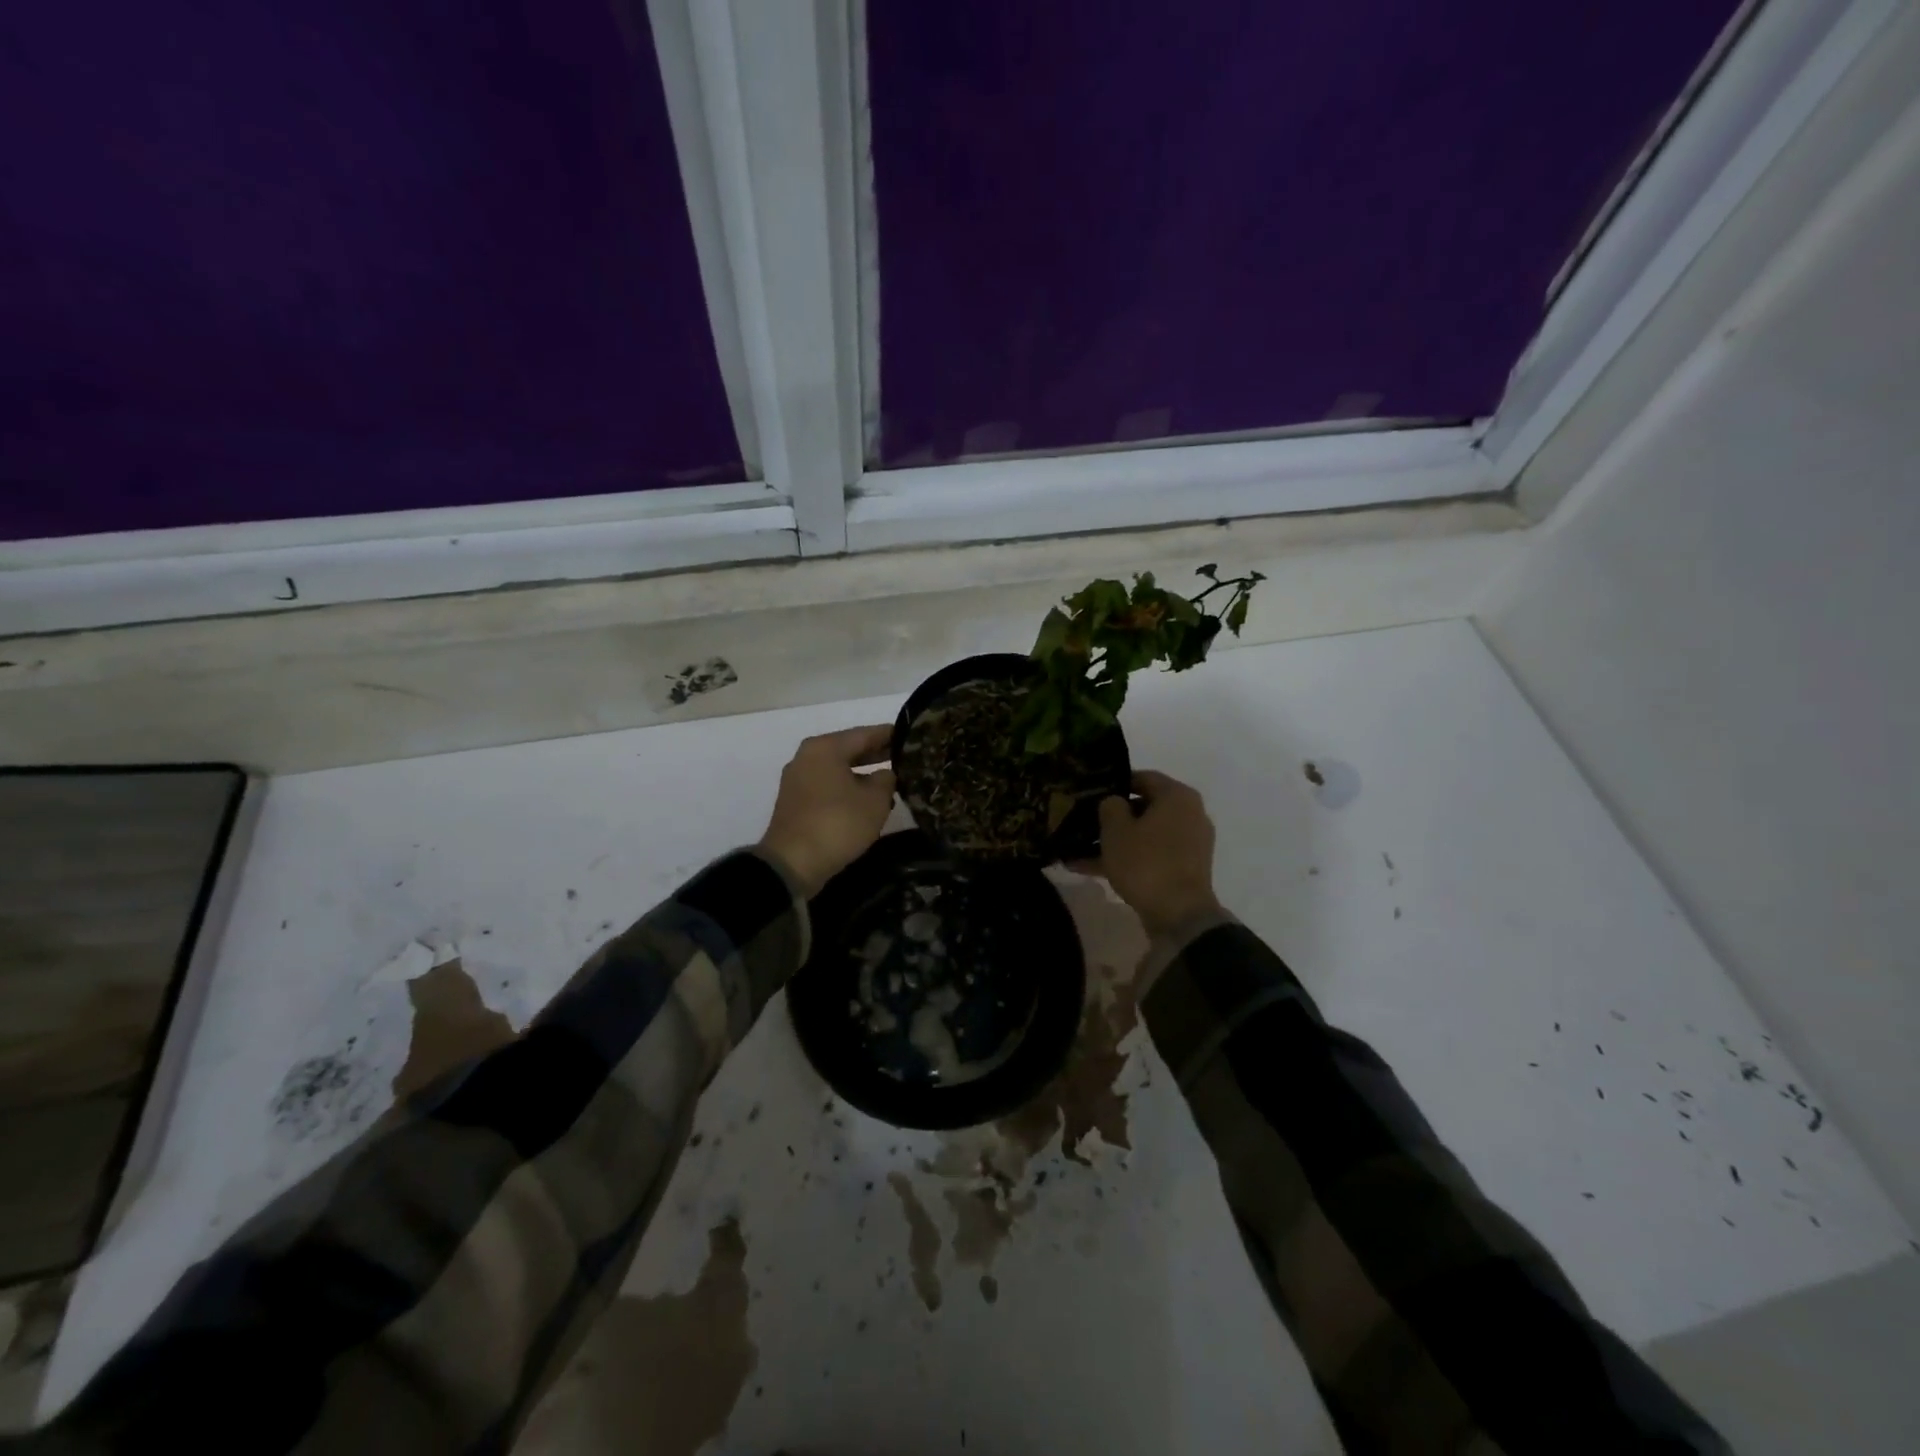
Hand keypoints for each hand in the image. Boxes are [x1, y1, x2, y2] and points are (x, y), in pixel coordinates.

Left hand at [758, 725, 896, 897]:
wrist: (792, 863)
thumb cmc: (837, 823)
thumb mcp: (875, 801)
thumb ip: (887, 780)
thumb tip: (886, 774)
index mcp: (825, 748)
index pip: (865, 734)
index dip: (891, 735)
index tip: (912, 737)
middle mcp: (807, 757)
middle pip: (849, 749)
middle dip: (878, 754)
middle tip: (906, 758)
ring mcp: (798, 780)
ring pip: (839, 769)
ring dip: (863, 774)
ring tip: (892, 781)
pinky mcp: (796, 802)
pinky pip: (828, 786)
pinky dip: (848, 788)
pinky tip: (868, 800)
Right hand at [1088, 770, 1223, 936]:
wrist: (1179, 916)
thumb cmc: (1146, 862)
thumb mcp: (1116, 829)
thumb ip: (1110, 806)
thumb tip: (1114, 803)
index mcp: (1177, 796)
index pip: (1142, 777)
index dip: (1114, 782)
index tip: (1090, 791)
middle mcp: (1189, 814)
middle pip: (1144, 807)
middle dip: (1112, 817)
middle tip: (1082, 820)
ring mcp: (1189, 844)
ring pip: (1144, 835)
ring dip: (1115, 842)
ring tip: (1078, 850)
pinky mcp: (1184, 869)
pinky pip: (1150, 855)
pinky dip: (1126, 859)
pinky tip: (1090, 869)